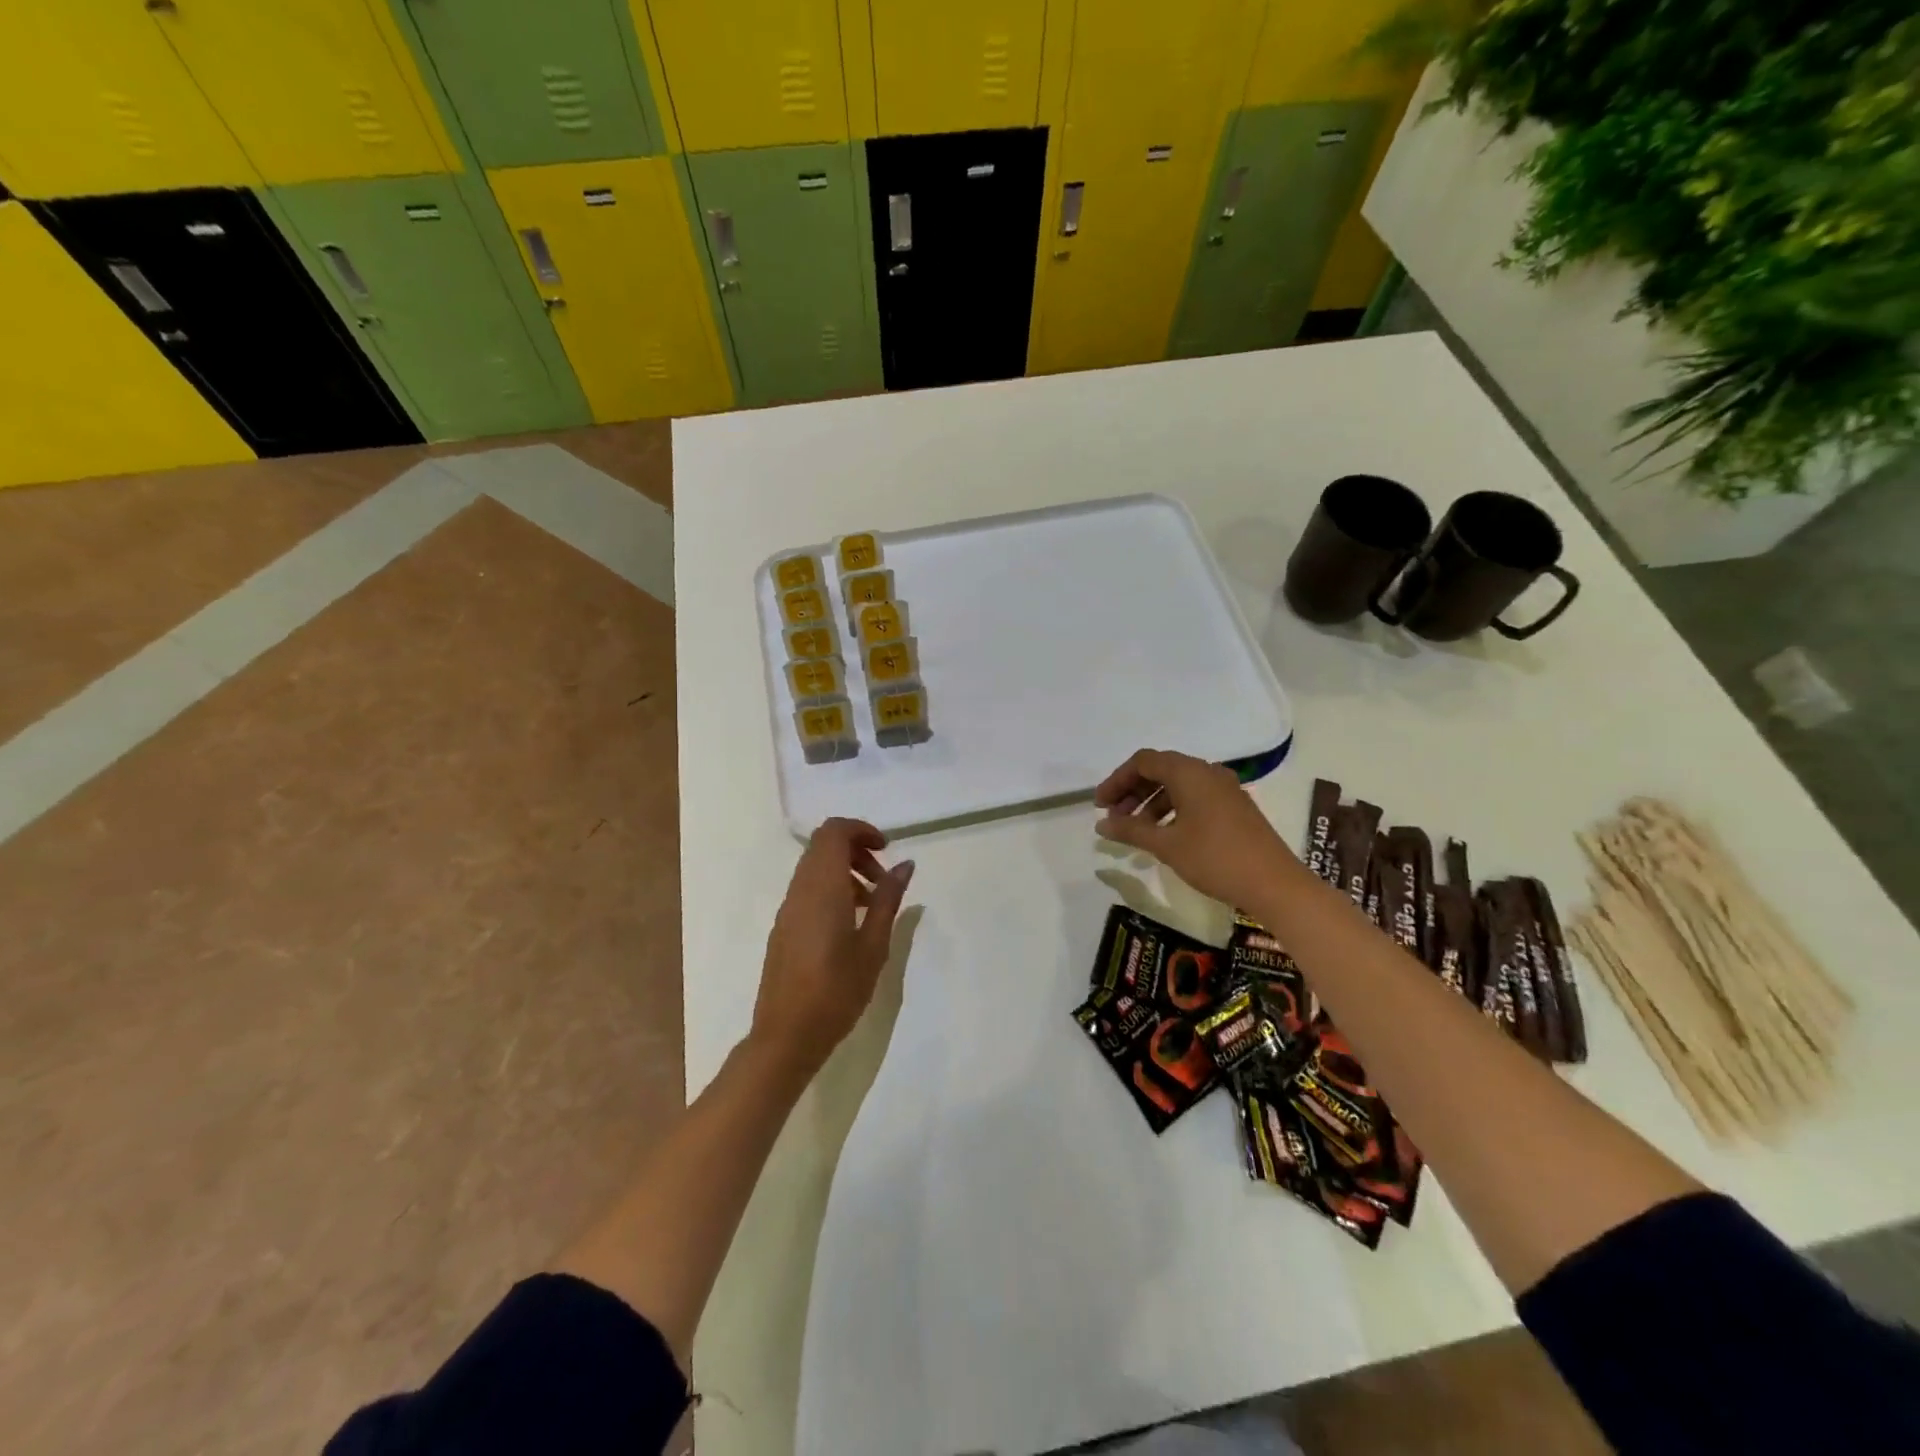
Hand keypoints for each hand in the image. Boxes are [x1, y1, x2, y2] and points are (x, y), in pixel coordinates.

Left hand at [750, 818, 914, 1081]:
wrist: (786, 1035)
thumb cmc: (837, 991)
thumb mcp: (873, 946)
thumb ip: (888, 900)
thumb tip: (905, 865)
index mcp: (822, 888)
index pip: (834, 832)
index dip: (861, 830)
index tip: (886, 850)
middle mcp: (800, 890)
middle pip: (823, 846)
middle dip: (856, 850)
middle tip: (883, 880)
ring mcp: (787, 908)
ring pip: (814, 868)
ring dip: (845, 871)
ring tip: (871, 905)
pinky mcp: (783, 927)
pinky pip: (807, 890)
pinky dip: (831, 889)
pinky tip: (850, 925)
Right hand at [1094, 749, 1297, 910]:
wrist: (1275, 884)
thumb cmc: (1215, 858)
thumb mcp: (1166, 845)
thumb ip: (1130, 829)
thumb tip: (1101, 823)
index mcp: (1189, 772)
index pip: (1143, 761)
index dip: (1117, 780)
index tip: (1100, 805)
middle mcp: (1208, 772)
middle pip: (1161, 769)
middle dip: (1132, 791)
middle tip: (1114, 818)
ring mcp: (1225, 789)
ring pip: (1178, 785)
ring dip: (1151, 802)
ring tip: (1136, 831)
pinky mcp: (1235, 807)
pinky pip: (1195, 797)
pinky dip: (1173, 809)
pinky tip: (1165, 835)